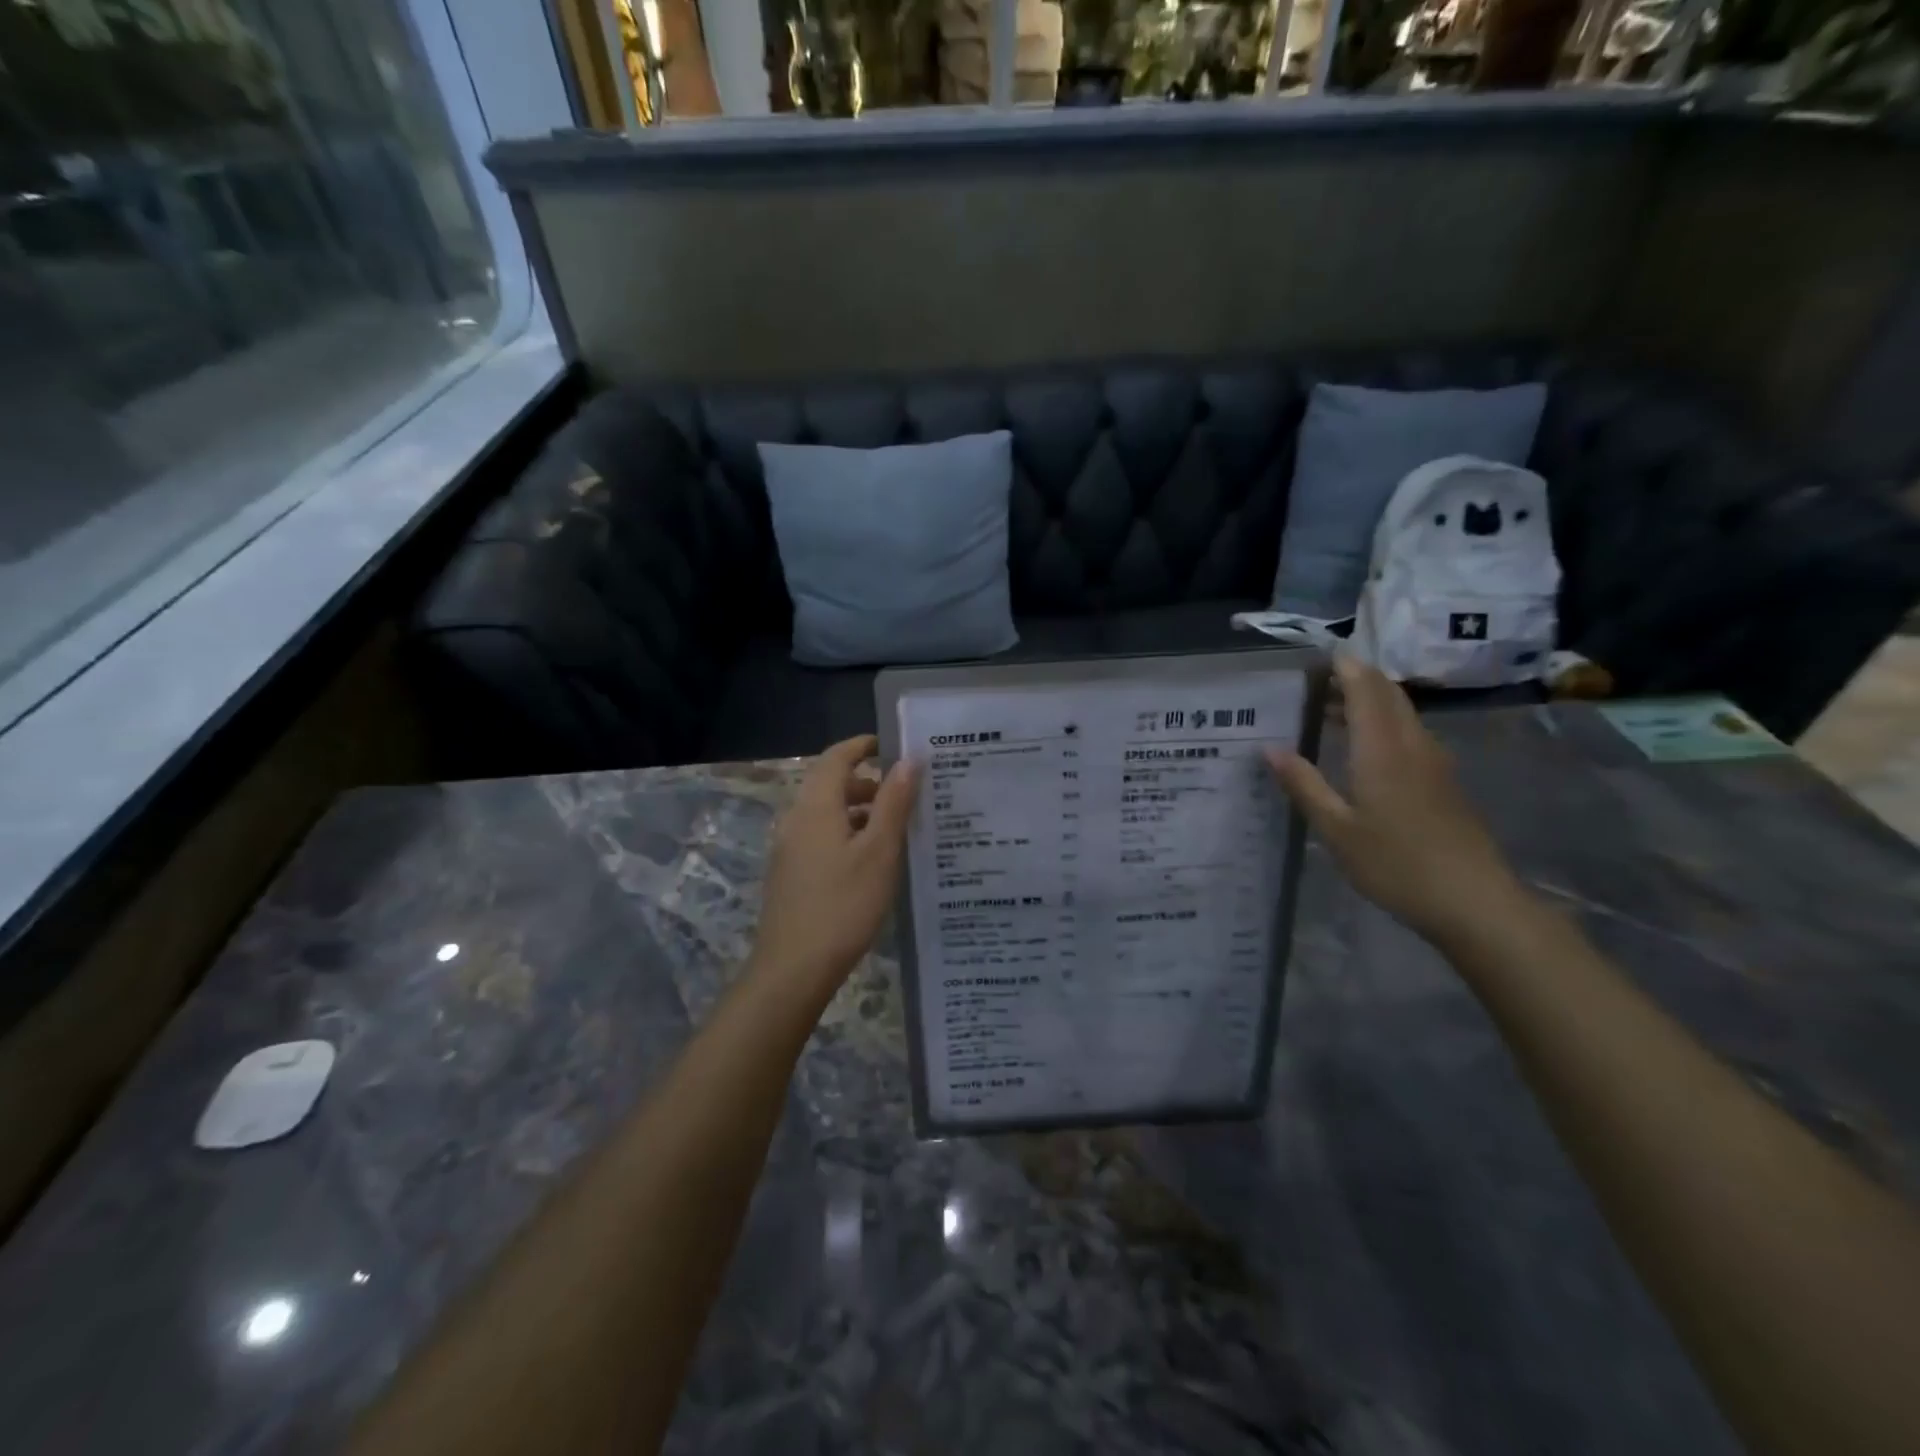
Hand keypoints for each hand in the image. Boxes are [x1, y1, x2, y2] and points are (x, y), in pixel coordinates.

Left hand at [752, 735, 916, 999]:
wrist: (794, 969)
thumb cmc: (843, 905)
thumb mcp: (879, 851)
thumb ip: (893, 802)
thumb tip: (908, 759)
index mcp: (815, 807)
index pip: (836, 757)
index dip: (862, 745)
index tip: (894, 744)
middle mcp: (796, 820)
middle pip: (831, 785)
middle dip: (869, 781)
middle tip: (908, 792)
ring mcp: (789, 849)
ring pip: (828, 814)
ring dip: (860, 811)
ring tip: (899, 828)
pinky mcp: (791, 874)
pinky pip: (822, 837)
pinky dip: (849, 834)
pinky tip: (873, 861)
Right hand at [1266, 655, 1527, 946]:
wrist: (1475, 902)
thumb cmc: (1396, 864)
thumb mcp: (1336, 829)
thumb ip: (1303, 785)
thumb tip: (1269, 747)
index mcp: (1382, 748)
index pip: (1365, 687)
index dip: (1343, 666)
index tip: (1314, 655)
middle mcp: (1412, 744)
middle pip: (1387, 693)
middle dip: (1354, 678)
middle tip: (1313, 682)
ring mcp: (1434, 762)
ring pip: (1401, 713)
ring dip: (1368, 701)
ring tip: (1328, 711)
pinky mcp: (1444, 781)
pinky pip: (1410, 734)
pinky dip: (1382, 725)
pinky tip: (1361, 750)